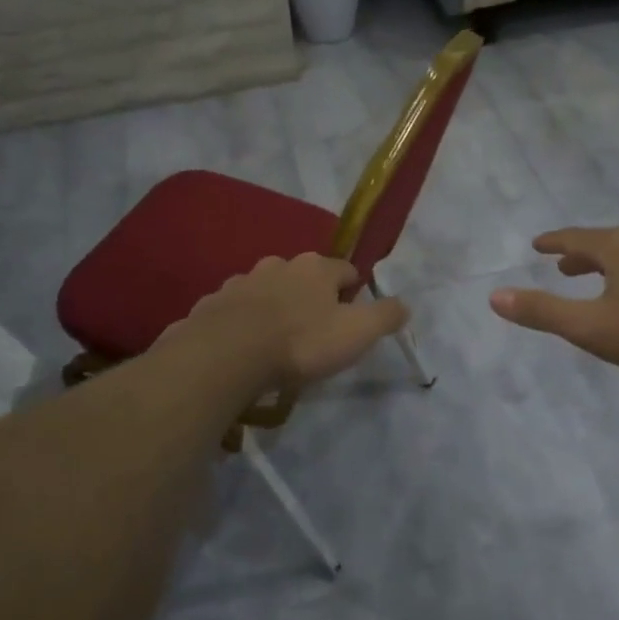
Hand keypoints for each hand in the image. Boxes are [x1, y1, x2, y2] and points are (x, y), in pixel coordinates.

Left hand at [174, 253, 409, 390]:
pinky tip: (244, 345)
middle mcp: (279, 265)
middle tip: (315, 330)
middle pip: (303, 276)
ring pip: (267, 289)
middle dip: (311, 297)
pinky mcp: (213, 303)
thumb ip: (384, 316)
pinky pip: (235, 309)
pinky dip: (243, 321)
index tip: (352, 316)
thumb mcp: (356, 333)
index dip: (353, 291)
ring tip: (277, 339)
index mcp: (316, 267)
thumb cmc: (300, 342)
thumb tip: (405, 304)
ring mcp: (242, 281)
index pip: (345, 270)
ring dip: (275, 306)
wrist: (227, 354)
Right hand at [490, 228, 618, 375]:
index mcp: (617, 248)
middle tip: (564, 266)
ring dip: (611, 263)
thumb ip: (544, 312)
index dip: (554, 242)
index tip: (538, 244)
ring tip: (602, 279)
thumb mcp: (592, 327)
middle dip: (581, 254)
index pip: (575, 238)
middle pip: (605, 242)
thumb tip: (495, 296)